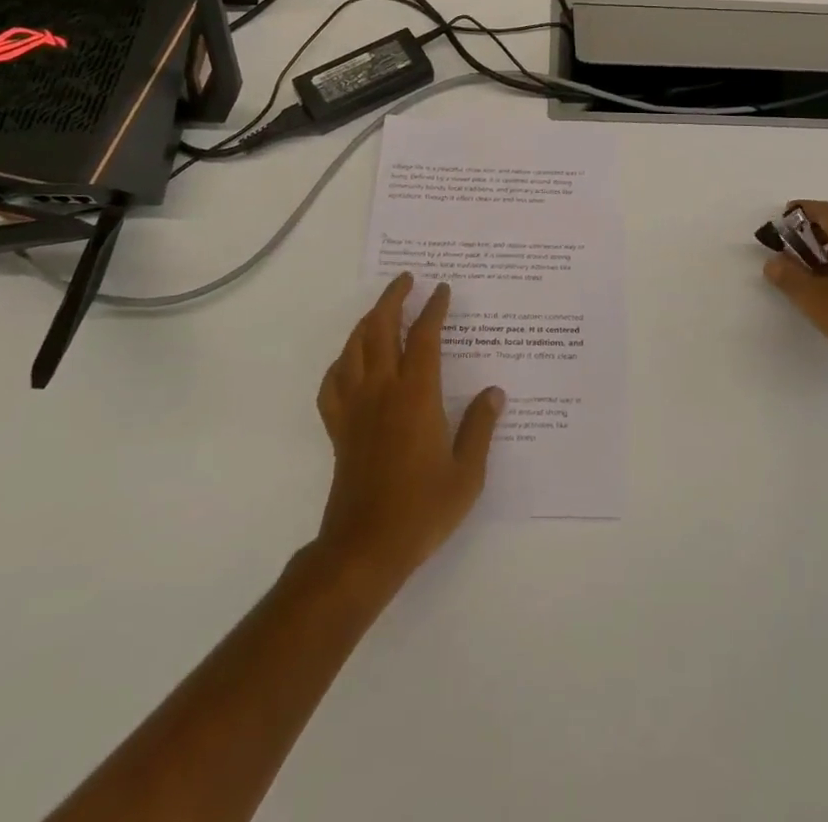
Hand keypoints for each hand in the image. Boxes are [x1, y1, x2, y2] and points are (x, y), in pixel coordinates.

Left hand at [315, 274, 504, 585]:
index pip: (424, 336)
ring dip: (367, 321)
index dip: (433, 308)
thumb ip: (480, 427)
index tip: (442, 289)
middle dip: (393, 298)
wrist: (365, 548)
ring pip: (354, 348)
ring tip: (381, 309)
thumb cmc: (422, 509)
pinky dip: (341, 362)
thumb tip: (494, 392)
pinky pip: (332, 382)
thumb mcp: (467, 472)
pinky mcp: (338, 428)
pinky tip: (350, 361)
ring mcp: (355, 407)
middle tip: (406, 280)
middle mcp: (382, 390)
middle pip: (381, 329)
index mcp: (417, 395)